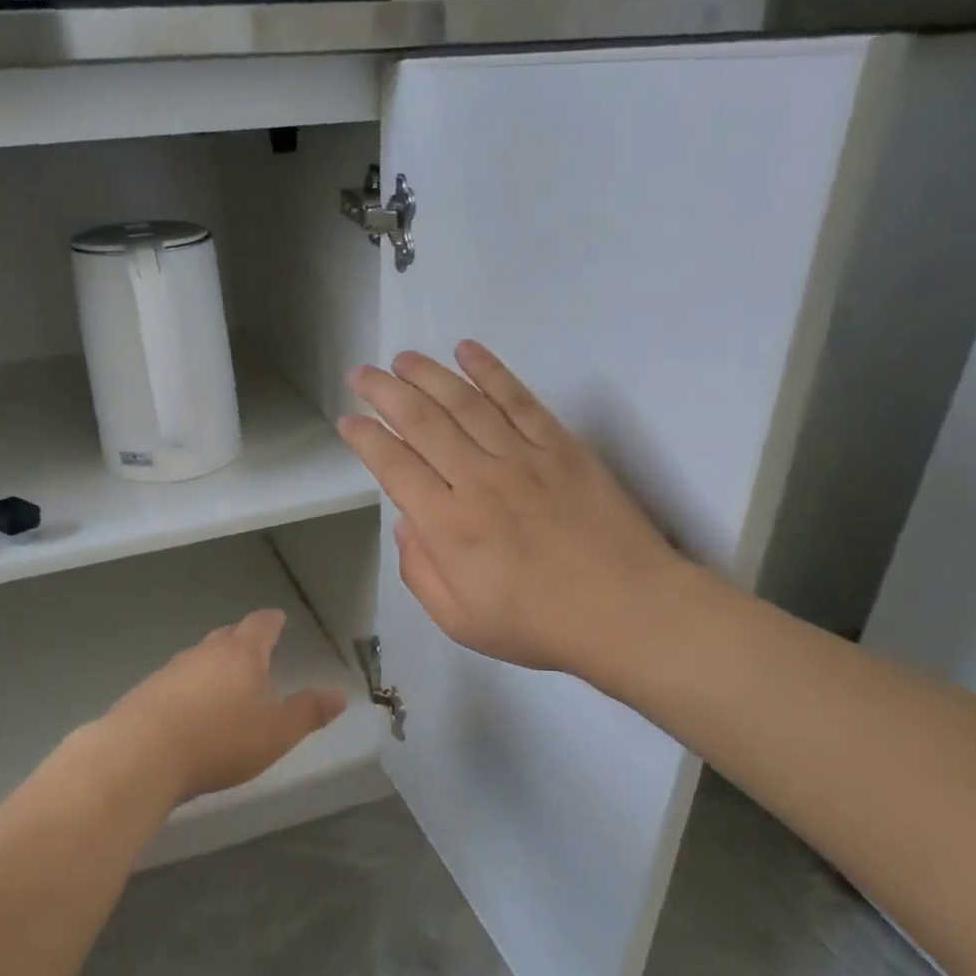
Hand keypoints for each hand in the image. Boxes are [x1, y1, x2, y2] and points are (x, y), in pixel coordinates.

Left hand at [101, 609, 347, 802]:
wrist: (141, 755)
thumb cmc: (220, 739)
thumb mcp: (276, 732)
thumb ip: (308, 713)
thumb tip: (340, 695)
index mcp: (242, 654)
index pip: (260, 625)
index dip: (272, 621)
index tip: (278, 619)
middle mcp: (205, 652)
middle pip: (227, 636)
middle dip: (242, 640)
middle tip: (254, 649)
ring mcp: (171, 670)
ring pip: (199, 658)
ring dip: (213, 665)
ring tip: (224, 682)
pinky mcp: (146, 692)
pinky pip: (176, 681)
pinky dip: (188, 688)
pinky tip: (189, 710)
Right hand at [339, 341, 686, 681]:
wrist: (627, 611)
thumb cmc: (538, 624)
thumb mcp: (459, 621)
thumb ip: (420, 572)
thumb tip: (405, 523)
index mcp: (447, 525)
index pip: (393, 466)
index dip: (366, 439)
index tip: (348, 421)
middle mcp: (477, 479)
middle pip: (421, 422)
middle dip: (384, 393)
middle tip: (361, 374)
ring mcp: (521, 457)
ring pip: (463, 402)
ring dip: (428, 374)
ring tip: (402, 358)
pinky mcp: (559, 445)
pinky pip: (518, 399)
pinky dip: (490, 371)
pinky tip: (467, 350)